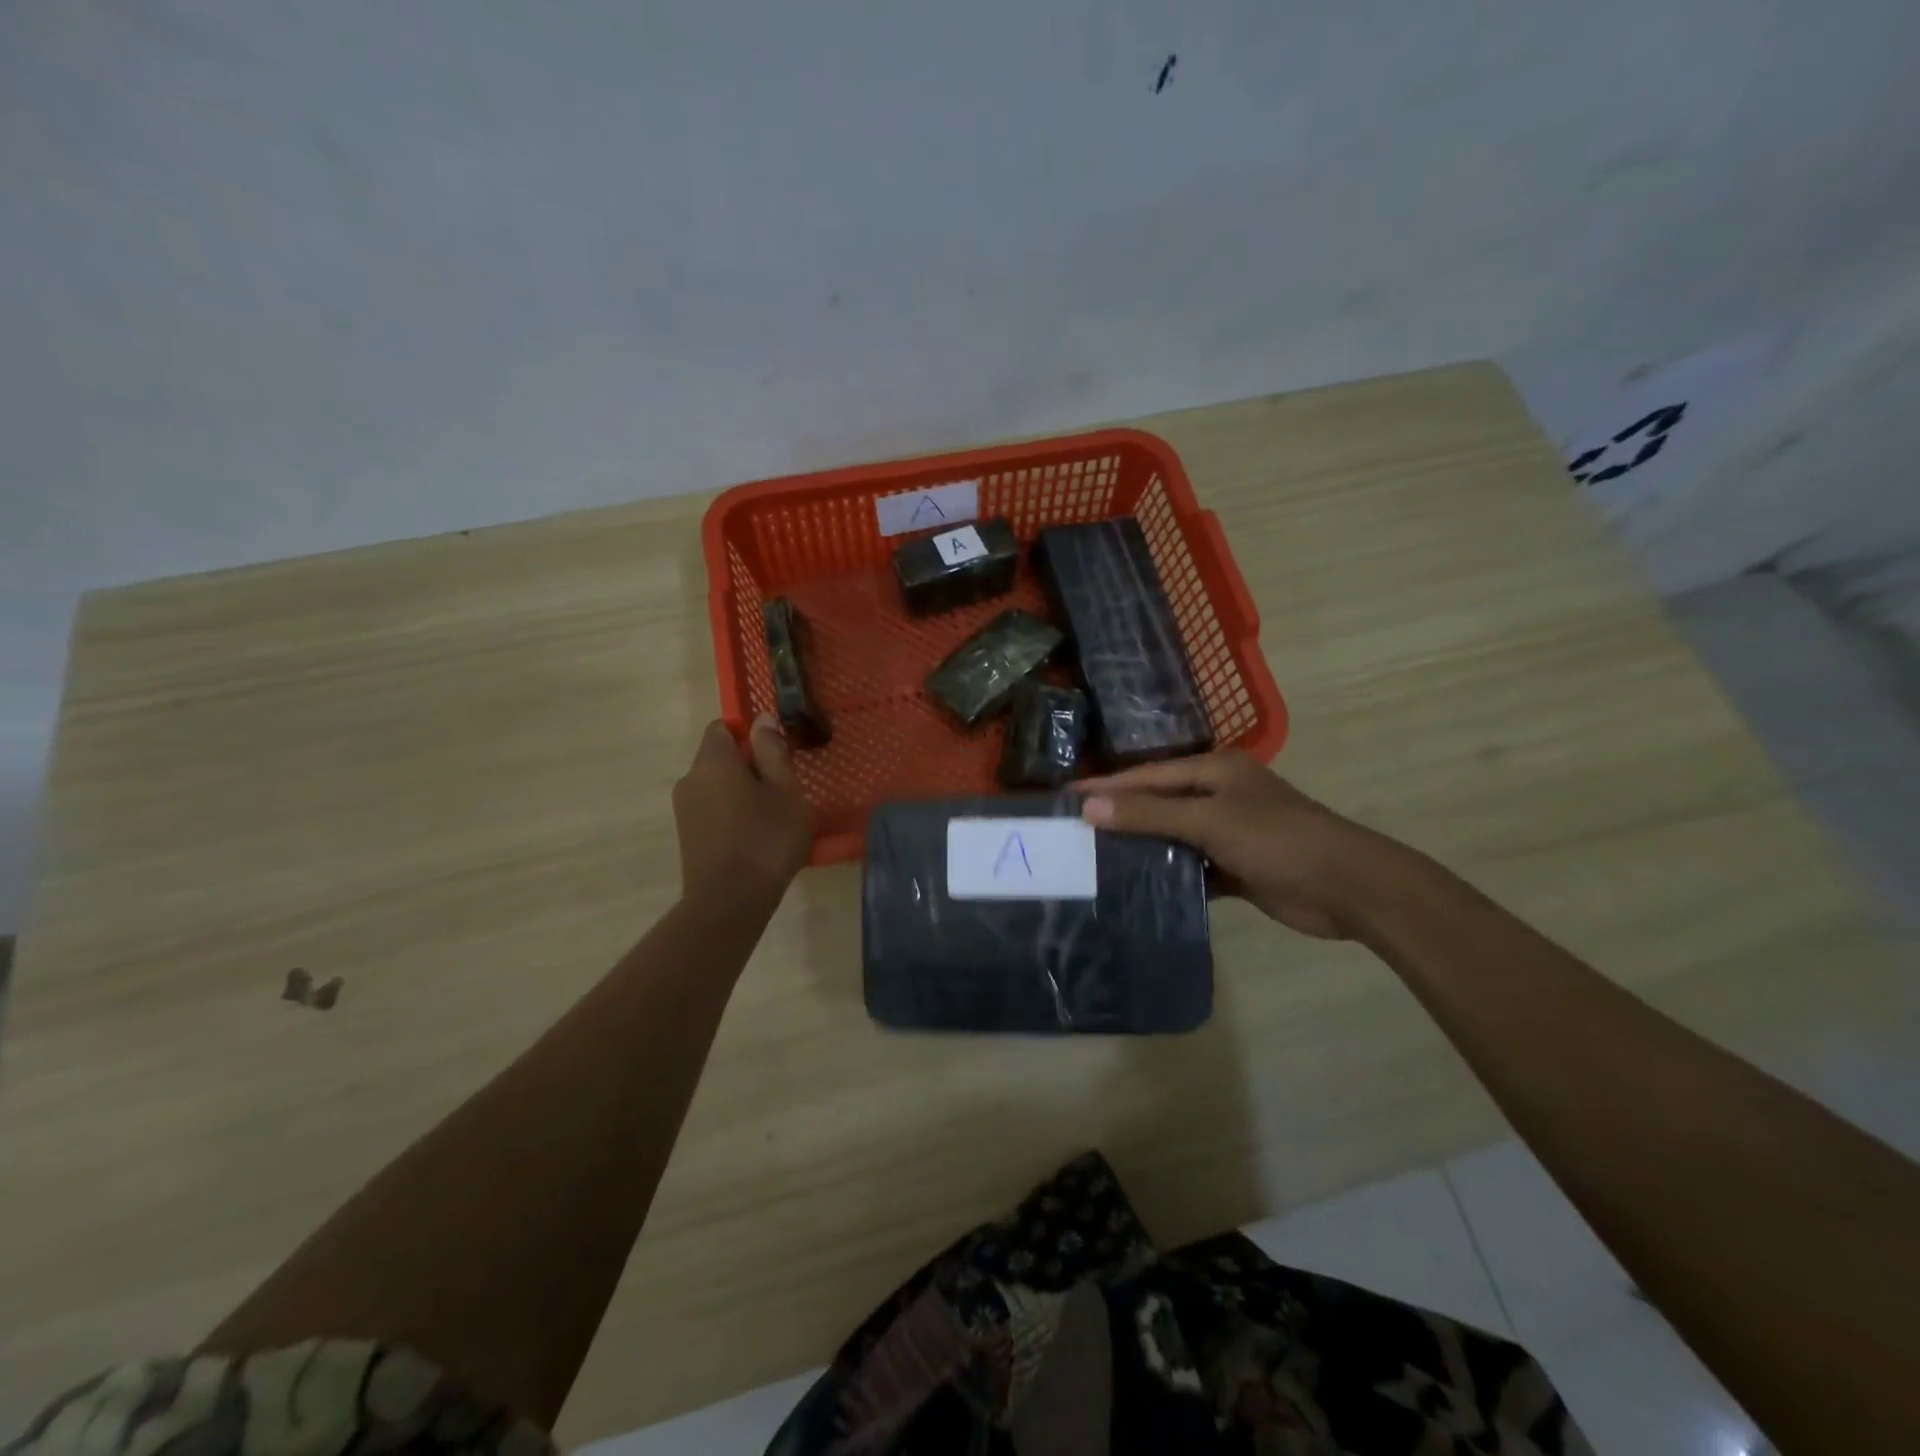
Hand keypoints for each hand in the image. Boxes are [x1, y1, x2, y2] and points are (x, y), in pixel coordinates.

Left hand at [672, 716, 813, 912]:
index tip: (775, 756)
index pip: (723, 727)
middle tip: (782, 790)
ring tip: (771, 817)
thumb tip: (762, 719)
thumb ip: (772, 751)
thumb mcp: (785, 790)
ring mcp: (684, 809)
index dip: (750, 735)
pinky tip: (754, 838)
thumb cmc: (766, 839)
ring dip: (741, 792)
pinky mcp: (687, 836)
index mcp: (713, 761)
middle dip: (749, 766)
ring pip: (716, 786)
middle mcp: (690, 778)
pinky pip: (712, 810)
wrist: (730, 902)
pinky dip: (731, 814)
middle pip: (719, 758)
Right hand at [1080, 752, 1381, 938]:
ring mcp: (1227, 832)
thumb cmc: (1278, 840)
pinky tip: (1135, 888)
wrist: (1349, 888)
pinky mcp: (1235, 867)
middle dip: (1119, 817)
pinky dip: (1167, 875)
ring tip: (1092, 863)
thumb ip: (1149, 814)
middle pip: (1157, 804)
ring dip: (1141, 848)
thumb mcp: (1210, 821)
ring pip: (1172, 837)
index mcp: (1214, 771)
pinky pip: (1189, 867)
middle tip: (1073, 833)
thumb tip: (1089, 807)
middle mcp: (1218, 796)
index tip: (1066, 798)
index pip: (1147, 775)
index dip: (1107, 787)